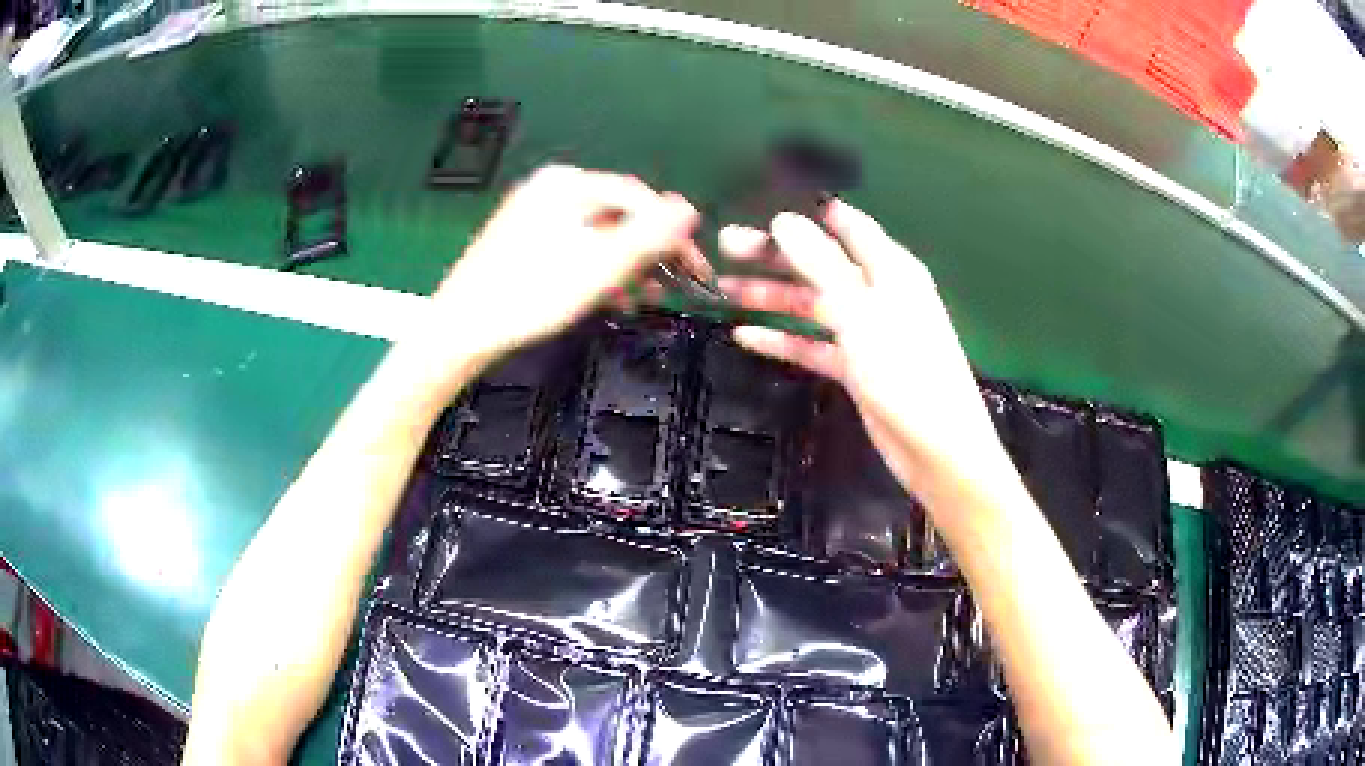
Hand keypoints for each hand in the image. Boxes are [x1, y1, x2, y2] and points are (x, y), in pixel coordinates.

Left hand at [422, 164, 708, 360]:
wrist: (462, 329)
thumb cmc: (532, 295)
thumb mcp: (600, 266)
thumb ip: (649, 235)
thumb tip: (689, 210)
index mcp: (568, 183)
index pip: (638, 197)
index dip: (672, 232)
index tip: (695, 268)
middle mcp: (551, 188)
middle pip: (618, 213)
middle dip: (647, 251)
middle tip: (670, 286)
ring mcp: (534, 213)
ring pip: (598, 233)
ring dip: (625, 264)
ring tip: (642, 297)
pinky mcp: (524, 239)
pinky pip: (575, 245)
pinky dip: (596, 268)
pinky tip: (608, 297)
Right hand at [719, 201, 1007, 497]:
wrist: (935, 447)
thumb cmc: (907, 370)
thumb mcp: (861, 312)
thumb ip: (822, 265)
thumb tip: (785, 221)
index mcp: (890, 268)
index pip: (845, 226)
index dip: (807, 214)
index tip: (763, 205)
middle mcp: (877, 293)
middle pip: (820, 264)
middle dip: (775, 255)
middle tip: (726, 246)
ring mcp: (865, 331)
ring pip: (812, 304)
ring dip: (772, 296)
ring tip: (725, 288)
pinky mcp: (855, 366)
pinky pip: (813, 345)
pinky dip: (784, 339)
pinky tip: (748, 335)